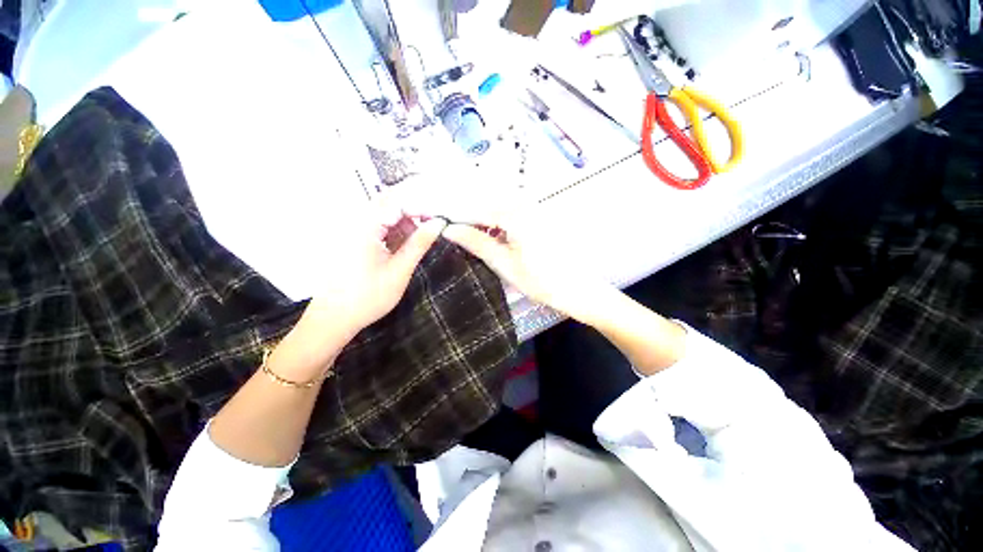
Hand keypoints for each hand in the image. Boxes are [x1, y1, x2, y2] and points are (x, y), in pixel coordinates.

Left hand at [304, 211, 447, 338]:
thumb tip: (439, 223)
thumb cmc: (368, 297)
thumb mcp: (400, 270)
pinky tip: (406, 243)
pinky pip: (378, 225)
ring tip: (423, 235)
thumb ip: (419, 244)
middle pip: (389, 202)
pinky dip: (395, 230)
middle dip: (414, 210)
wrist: (333, 318)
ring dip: (406, 221)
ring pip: (385, 213)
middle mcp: (356, 222)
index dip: (421, 204)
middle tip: (435, 223)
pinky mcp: (354, 239)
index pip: (396, 201)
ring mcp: (353, 230)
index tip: (440, 216)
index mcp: (365, 227)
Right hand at [442, 216, 610, 321]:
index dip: (454, 215)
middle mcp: (525, 203)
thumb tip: (449, 229)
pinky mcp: (538, 215)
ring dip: (480, 215)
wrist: (577, 288)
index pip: (476, 208)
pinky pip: (510, 210)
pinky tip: (488, 232)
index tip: (437, 223)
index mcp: (516, 214)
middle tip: (450, 228)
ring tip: (465, 231)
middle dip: (466, 213)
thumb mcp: (504, 264)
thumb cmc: (540, 280)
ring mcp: (534, 207)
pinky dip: (495, 219)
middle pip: (486, 200)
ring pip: (497, 204)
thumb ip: (477, 242)